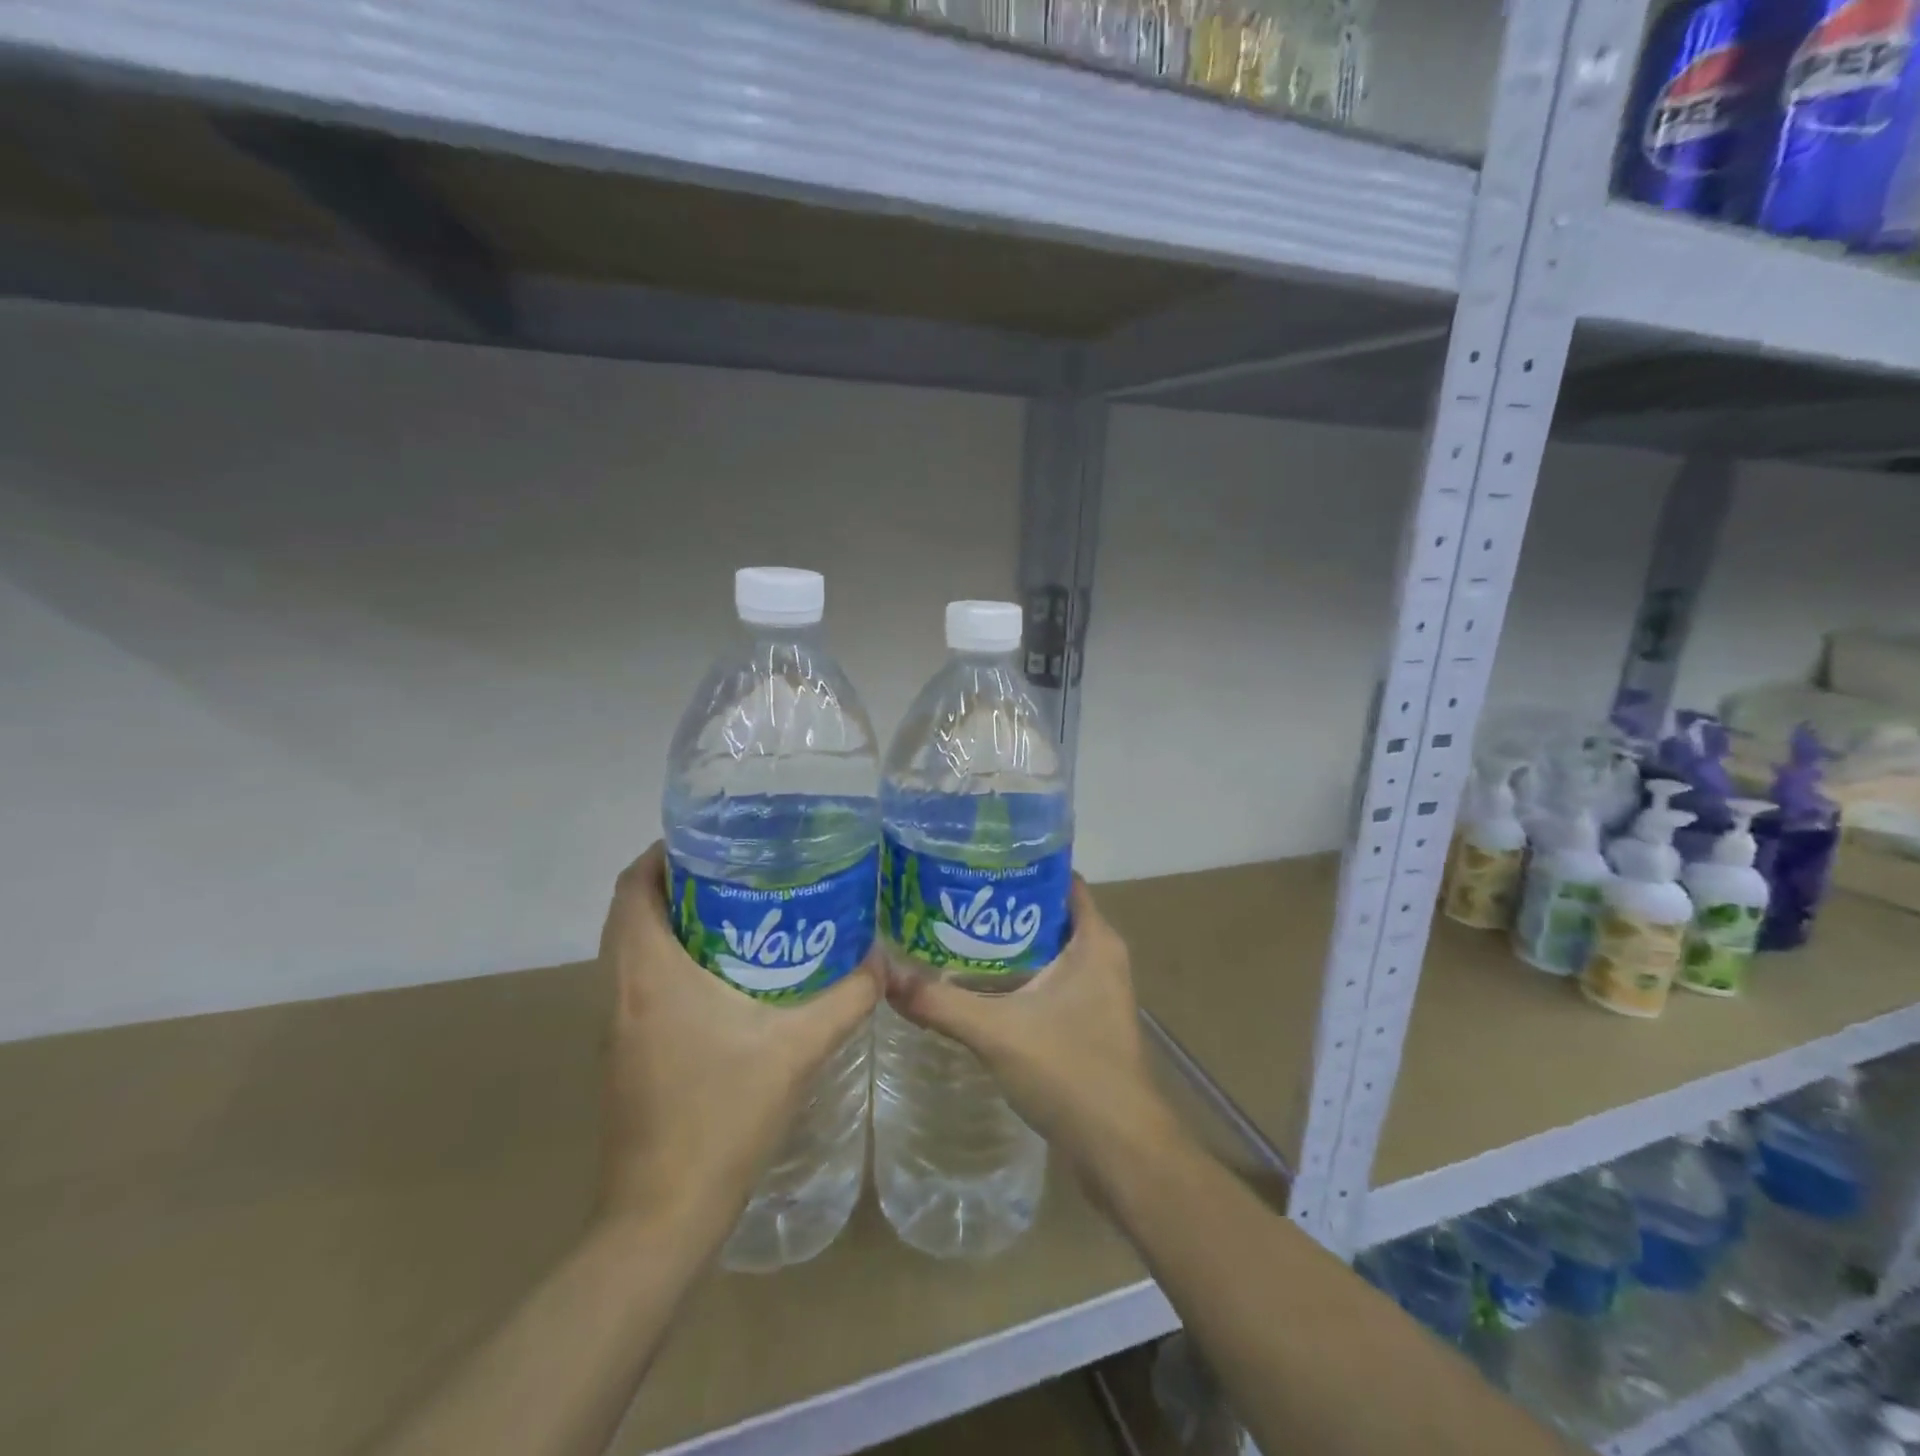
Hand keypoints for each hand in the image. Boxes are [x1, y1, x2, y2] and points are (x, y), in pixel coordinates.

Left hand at [595, 843, 878, 1234]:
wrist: (663, 1216)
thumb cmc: (721, 1116)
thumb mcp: (798, 1049)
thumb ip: (846, 998)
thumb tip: (882, 959)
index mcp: (650, 974)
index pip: (632, 887)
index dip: (661, 853)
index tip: (710, 838)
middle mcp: (622, 990)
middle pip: (631, 912)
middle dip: (677, 882)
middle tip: (739, 868)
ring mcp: (618, 1025)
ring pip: (634, 949)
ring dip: (674, 922)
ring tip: (741, 909)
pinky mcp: (626, 1053)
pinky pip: (641, 983)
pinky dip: (674, 960)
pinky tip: (730, 974)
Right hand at [879, 877, 1166, 1163]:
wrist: (1121, 1149)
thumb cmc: (1070, 1072)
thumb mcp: (997, 1032)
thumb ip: (940, 1003)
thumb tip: (885, 976)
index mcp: (1094, 940)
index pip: (1060, 879)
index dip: (1022, 864)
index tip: (976, 860)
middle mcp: (1101, 956)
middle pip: (1048, 912)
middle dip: (1003, 904)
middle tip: (951, 897)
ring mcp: (1098, 990)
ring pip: (1047, 950)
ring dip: (1008, 943)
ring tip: (954, 933)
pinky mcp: (1088, 1021)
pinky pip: (1049, 981)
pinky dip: (1018, 976)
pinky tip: (978, 984)